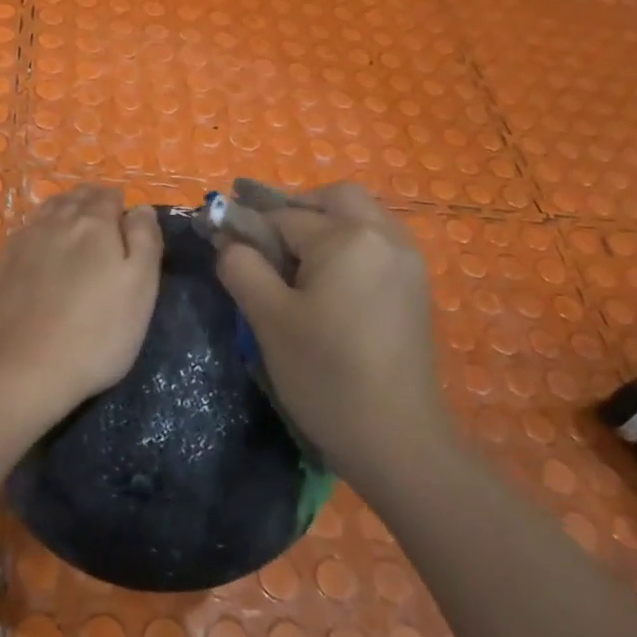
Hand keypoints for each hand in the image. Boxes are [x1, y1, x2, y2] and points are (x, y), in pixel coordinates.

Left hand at [0, 185, 162, 417]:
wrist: (23, 370)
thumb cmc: (97, 333)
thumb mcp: (141, 288)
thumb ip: (145, 240)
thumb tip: (140, 208)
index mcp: (94, 223)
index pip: (109, 196)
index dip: (121, 206)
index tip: (128, 224)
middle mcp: (54, 222)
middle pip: (76, 199)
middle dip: (92, 204)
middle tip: (105, 225)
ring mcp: (22, 243)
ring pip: (47, 212)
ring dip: (64, 213)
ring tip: (75, 232)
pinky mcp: (0, 267)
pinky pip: (25, 234)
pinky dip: (40, 233)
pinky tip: (43, 252)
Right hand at [214, 183, 452, 478]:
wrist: (396, 438)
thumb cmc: (325, 376)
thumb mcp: (268, 319)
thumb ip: (242, 267)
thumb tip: (228, 241)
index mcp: (347, 238)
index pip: (284, 216)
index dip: (248, 226)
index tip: (221, 239)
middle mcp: (385, 236)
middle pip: (333, 198)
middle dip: (294, 210)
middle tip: (265, 243)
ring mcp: (408, 260)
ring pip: (360, 217)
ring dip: (324, 225)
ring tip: (293, 264)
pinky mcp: (415, 286)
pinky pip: (377, 243)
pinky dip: (348, 245)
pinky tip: (328, 284)